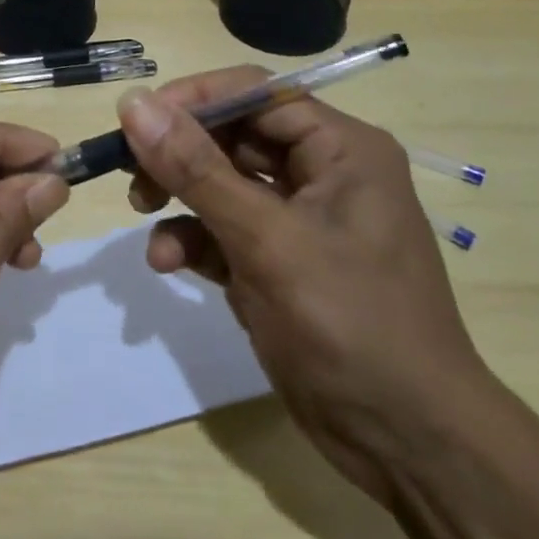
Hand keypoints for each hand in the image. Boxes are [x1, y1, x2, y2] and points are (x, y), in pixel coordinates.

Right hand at [120, 72, 488, 500]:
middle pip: (232, 134)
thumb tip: (134, 102)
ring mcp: (297, 220)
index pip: (255, 93)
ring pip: (220, 182)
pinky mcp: (276, 262)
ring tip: (142, 210)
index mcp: (340, 148)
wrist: (408, 446)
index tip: (137, 120)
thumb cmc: (351, 324)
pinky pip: (222, 230)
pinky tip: (165, 262)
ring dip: (178, 195)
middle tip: (129, 169)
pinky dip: (191, 239)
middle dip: (178, 152)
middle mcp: (320, 172)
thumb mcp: (267, 241)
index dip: (194, 99)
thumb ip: (197, 169)